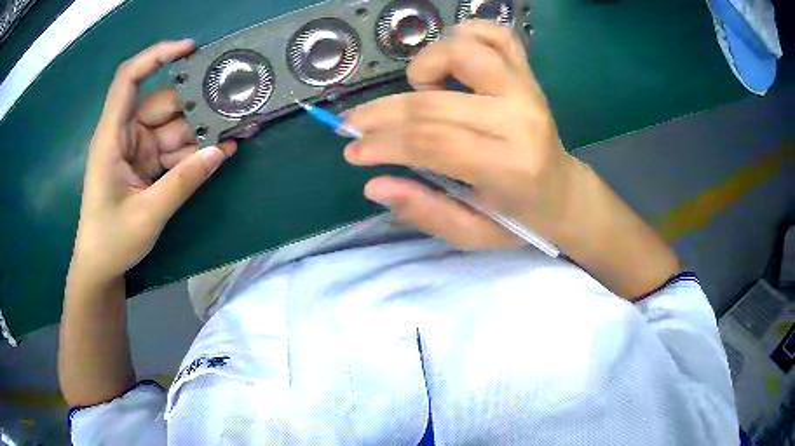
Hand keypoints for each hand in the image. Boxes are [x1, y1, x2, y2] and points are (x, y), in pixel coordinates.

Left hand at [69, 40, 236, 285]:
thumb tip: (220, 151)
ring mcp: (137, 149)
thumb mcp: (147, 214)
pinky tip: (219, 153)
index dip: (157, 56)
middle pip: (162, 105)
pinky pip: (174, 149)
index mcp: (112, 137)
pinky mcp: (147, 164)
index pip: (129, 79)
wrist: (101, 267)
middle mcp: (125, 135)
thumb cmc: (111, 240)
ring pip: (173, 127)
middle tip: (233, 106)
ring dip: (201, 131)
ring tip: (235, 134)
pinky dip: (195, 152)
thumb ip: (182, 183)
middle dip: (195, 105)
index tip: (190, 49)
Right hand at [344, 21, 578, 249]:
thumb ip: (425, 212)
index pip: (430, 142)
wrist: (563, 192)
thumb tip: (374, 185)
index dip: (382, 144)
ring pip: (463, 51)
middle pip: (433, 102)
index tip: (353, 151)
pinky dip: (467, 33)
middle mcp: (519, 119)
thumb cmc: (519, 218)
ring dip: (425, 64)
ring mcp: (526, 90)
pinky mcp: (529, 75)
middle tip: (354, 125)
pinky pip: (497, 35)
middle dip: (382, 113)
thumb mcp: (473, 234)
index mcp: (509, 166)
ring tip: (416, 88)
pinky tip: (451, 57)